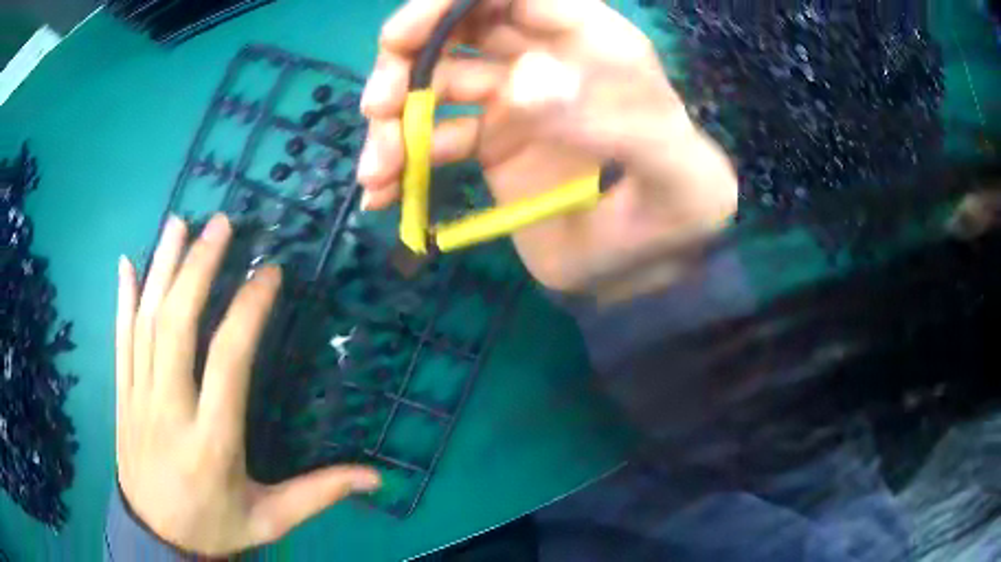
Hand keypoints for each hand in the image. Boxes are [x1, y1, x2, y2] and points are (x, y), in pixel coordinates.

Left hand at [115, 214, 380, 556]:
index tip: (269, 273)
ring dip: (162, 268)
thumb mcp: (270, 520)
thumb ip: (318, 494)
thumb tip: (376, 477)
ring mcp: (138, 398)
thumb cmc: (215, 527)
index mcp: (211, 443)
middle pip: (177, 326)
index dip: (248, 310)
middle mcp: (169, 410)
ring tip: (179, 223)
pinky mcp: (122, 396)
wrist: (156, 537)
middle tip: (221, 224)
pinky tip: (127, 262)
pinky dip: (122, 297)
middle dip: (198, 268)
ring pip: (145, 322)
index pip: (228, 361)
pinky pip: (119, 339)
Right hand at [358, 0, 737, 293]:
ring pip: (432, 81)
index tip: (402, 37)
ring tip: (378, 171)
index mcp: (593, 42)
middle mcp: (544, 57)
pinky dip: (401, 160)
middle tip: (378, 106)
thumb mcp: (672, 172)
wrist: (646, 266)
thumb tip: (525, 85)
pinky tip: (383, 193)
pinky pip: (432, 137)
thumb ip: (617, 124)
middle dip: (405, 58)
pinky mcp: (489, 142)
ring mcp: (511, 99)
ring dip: (394, 119)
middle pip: (457, 27)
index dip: (449, 2)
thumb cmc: (674, 212)